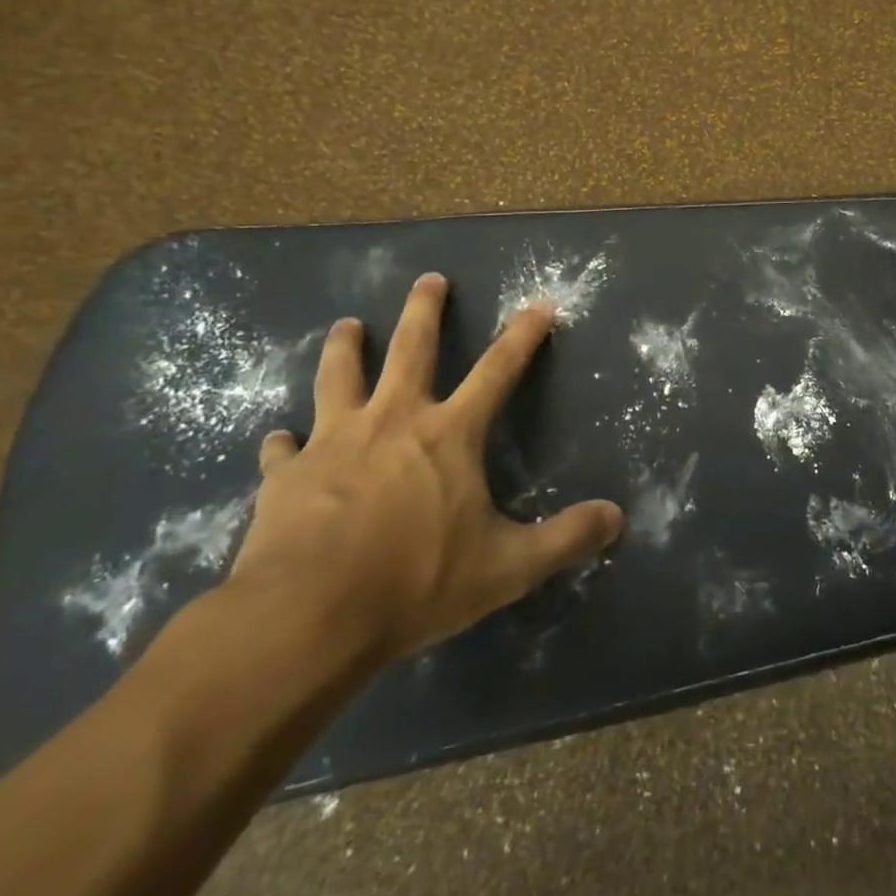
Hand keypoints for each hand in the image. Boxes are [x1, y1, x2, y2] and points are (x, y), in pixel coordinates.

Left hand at [228, 273, 623, 665]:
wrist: (306, 617)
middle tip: (428, 279)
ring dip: (345, 347)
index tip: (539, 304)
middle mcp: (393, 421)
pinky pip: (283, 449)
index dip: (523, 337)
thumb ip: (565, 539)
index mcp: (448, 435)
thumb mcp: (507, 567)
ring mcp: (333, 443)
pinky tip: (279, 439)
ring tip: (346, 325)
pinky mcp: (285, 476)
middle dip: (423, 310)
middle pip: (411, 349)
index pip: (497, 371)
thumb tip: (617, 518)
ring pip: (339, 377)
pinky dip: (283, 442)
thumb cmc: (415, 583)